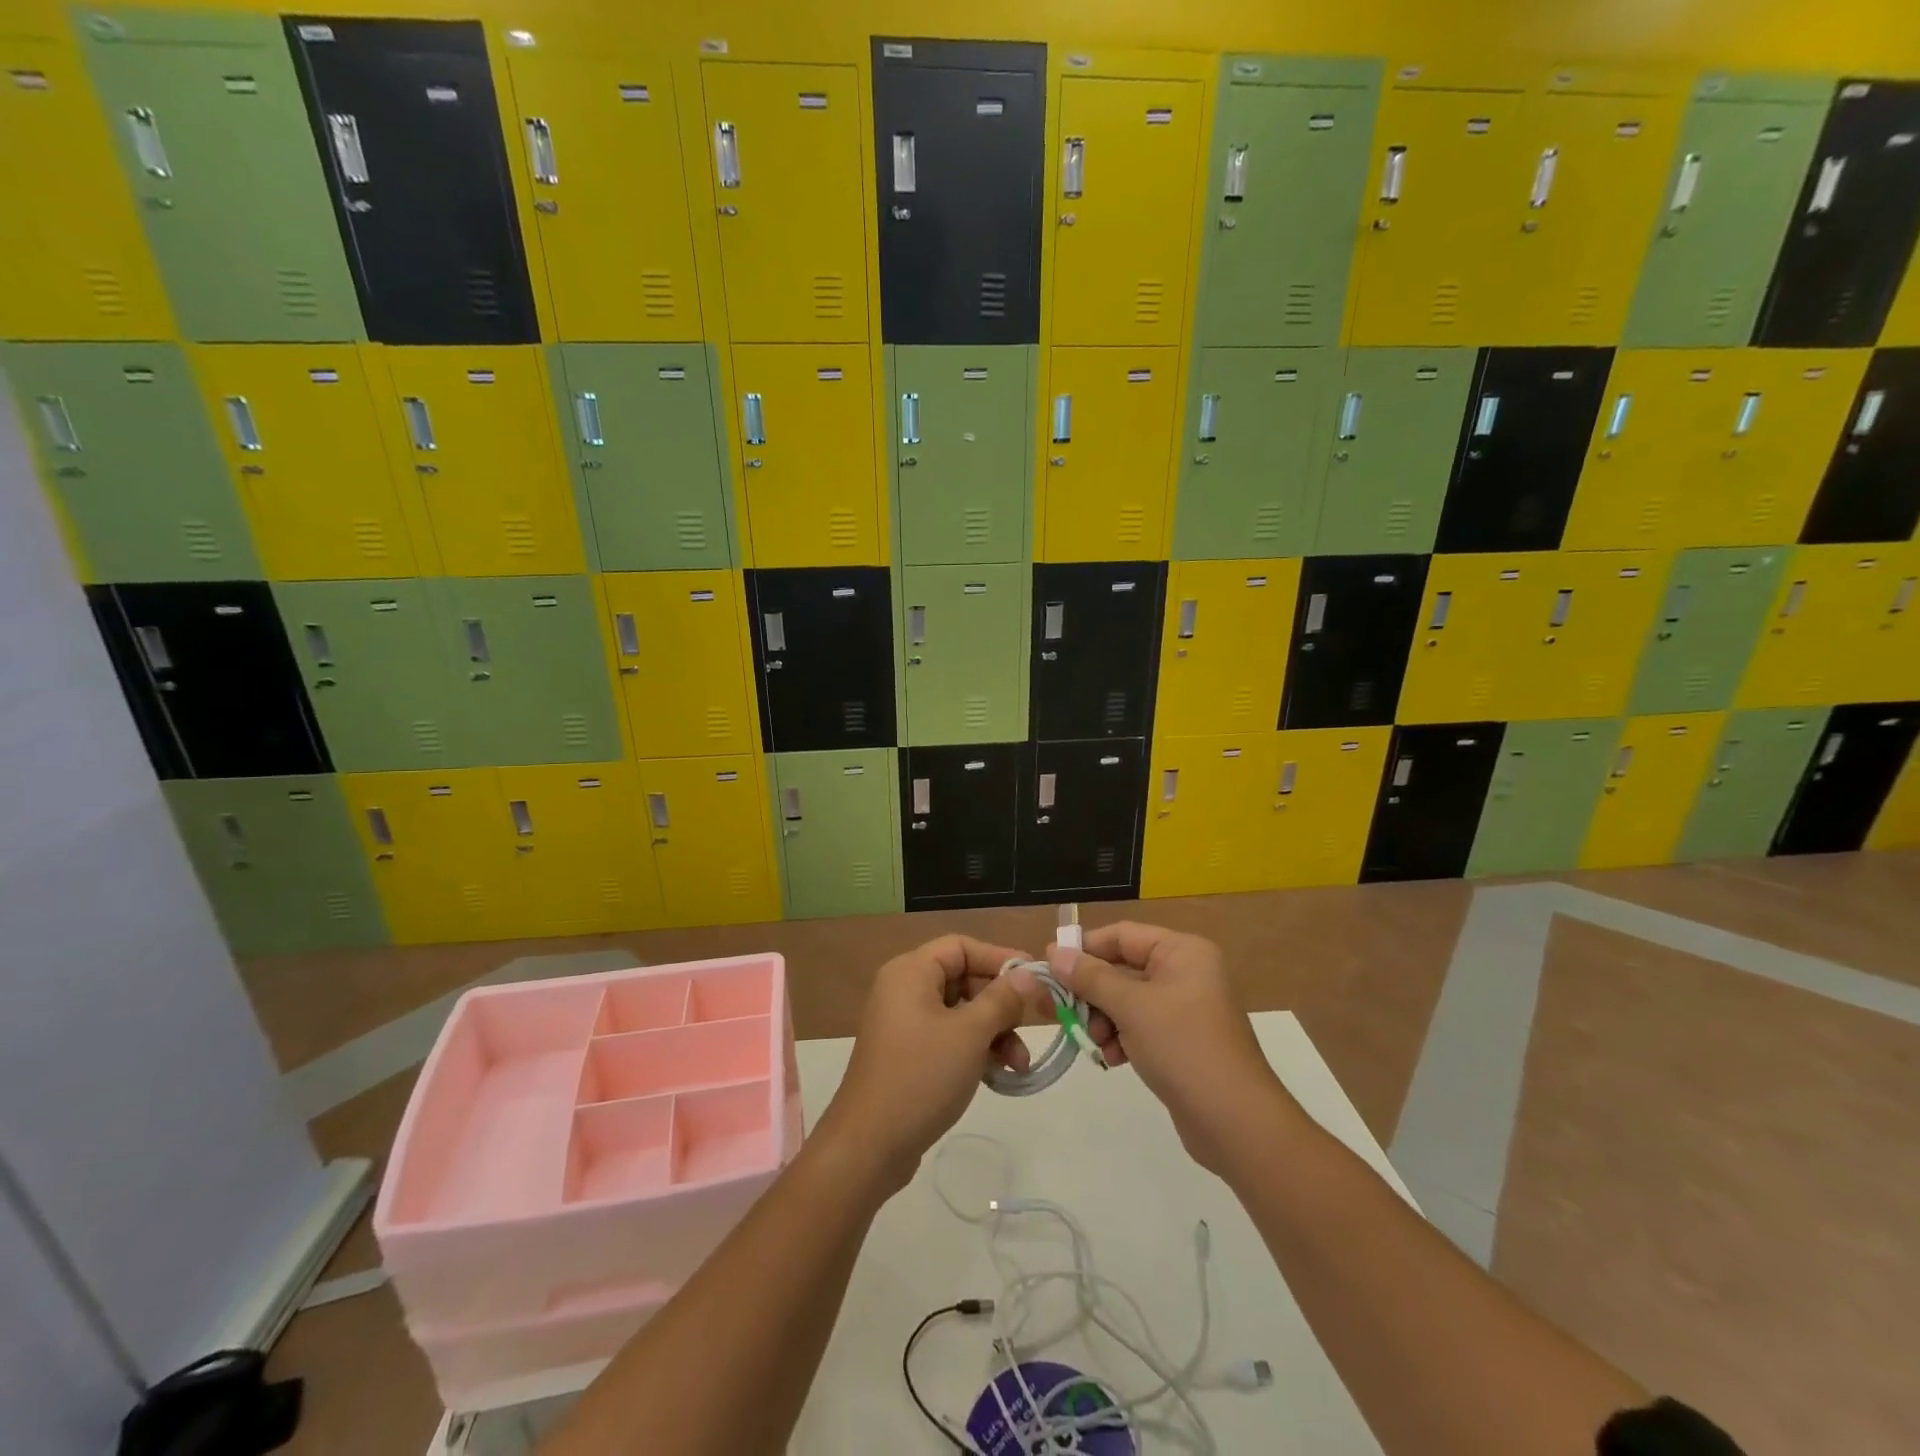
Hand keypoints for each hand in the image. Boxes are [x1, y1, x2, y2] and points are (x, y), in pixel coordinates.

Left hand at [822, 935, 1046, 1191]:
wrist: (868, 1147)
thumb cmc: (921, 1076)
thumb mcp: (970, 1034)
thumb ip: (1002, 999)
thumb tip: (1028, 974)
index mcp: (911, 972)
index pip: (962, 947)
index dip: (1000, 958)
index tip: (1035, 978)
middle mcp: (904, 990)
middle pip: (964, 979)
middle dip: (1001, 1005)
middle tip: (1032, 1027)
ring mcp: (905, 1024)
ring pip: (961, 1013)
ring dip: (994, 1033)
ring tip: (1019, 1065)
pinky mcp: (908, 1055)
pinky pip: (950, 1038)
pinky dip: (975, 1050)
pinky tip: (1000, 1075)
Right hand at [1049, 922, 1292, 1174]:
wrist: (1236, 1122)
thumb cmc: (1183, 1048)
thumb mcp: (1131, 1007)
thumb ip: (1090, 977)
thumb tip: (1054, 953)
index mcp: (1182, 951)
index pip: (1121, 935)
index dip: (1084, 949)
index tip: (1049, 967)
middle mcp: (1185, 971)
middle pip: (1122, 968)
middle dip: (1092, 992)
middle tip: (1061, 1012)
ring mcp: (1184, 1007)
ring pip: (1126, 1000)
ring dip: (1103, 1019)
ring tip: (1095, 1043)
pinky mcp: (1180, 1039)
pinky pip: (1139, 1025)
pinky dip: (1120, 1038)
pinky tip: (1112, 1059)